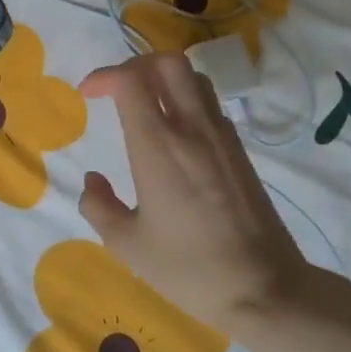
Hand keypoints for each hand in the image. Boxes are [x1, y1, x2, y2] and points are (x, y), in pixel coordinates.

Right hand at [78, 53, 308, 329]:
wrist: (263, 288)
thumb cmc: (188, 269)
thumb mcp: (127, 245)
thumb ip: (98, 206)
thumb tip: (92, 181)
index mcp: (158, 147)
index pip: (131, 81)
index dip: (104, 76)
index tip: (86, 94)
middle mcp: (192, 130)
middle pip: (169, 63)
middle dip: (136, 65)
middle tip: (116, 90)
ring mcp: (222, 137)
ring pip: (194, 79)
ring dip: (164, 79)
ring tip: (145, 105)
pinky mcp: (240, 151)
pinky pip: (211, 105)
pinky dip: (187, 100)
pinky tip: (175, 133)